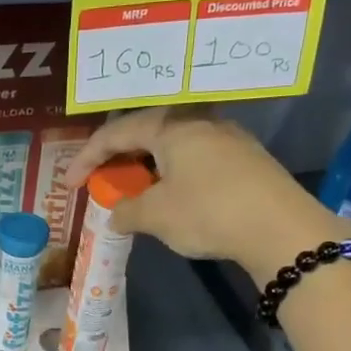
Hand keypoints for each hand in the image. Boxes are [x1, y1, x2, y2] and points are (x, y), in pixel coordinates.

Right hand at [64, 108, 348, 282]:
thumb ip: (127, 210)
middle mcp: (199, 121)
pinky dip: (172, 173)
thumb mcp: (156, 215)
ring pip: (173, 145)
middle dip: (118, 158)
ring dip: (147, 167)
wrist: (282, 229)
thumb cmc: (209, 212)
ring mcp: (227, 138)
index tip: (69, 185)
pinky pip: (195, 158)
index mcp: (171, 126)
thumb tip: (117, 212)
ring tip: (135, 192)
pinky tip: (172, 197)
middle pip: (146, 132)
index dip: (87, 158)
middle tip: (102, 182)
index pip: (116, 133)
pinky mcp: (245, 159)